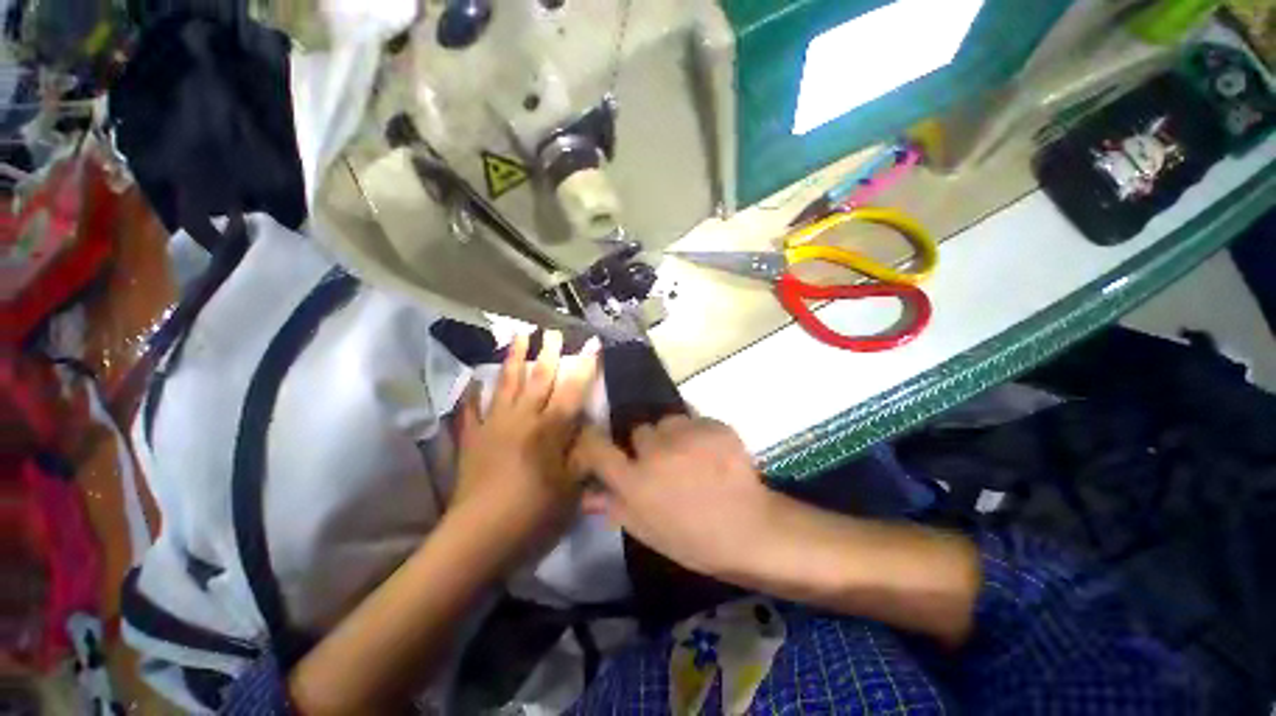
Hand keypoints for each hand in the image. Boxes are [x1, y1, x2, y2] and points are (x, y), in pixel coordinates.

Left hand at [452, 330, 598, 560]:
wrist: (479, 535)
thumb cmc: (532, 511)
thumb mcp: (570, 486)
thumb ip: (582, 452)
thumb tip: (590, 426)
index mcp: (549, 430)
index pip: (571, 390)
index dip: (584, 366)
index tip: (591, 344)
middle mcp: (522, 419)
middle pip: (538, 379)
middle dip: (548, 353)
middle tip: (553, 331)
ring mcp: (493, 425)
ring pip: (506, 384)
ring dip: (513, 358)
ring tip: (517, 336)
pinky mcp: (472, 438)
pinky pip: (470, 410)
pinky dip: (471, 394)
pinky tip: (472, 380)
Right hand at [569, 416, 782, 580]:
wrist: (750, 529)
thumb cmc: (694, 540)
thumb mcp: (648, 531)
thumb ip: (615, 507)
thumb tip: (587, 493)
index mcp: (636, 482)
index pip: (597, 448)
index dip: (591, 441)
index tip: (595, 441)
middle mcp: (656, 452)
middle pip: (639, 430)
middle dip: (647, 444)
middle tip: (663, 462)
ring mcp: (687, 435)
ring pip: (668, 421)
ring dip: (673, 435)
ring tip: (691, 455)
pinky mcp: (713, 426)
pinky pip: (696, 421)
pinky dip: (700, 433)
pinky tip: (713, 453)